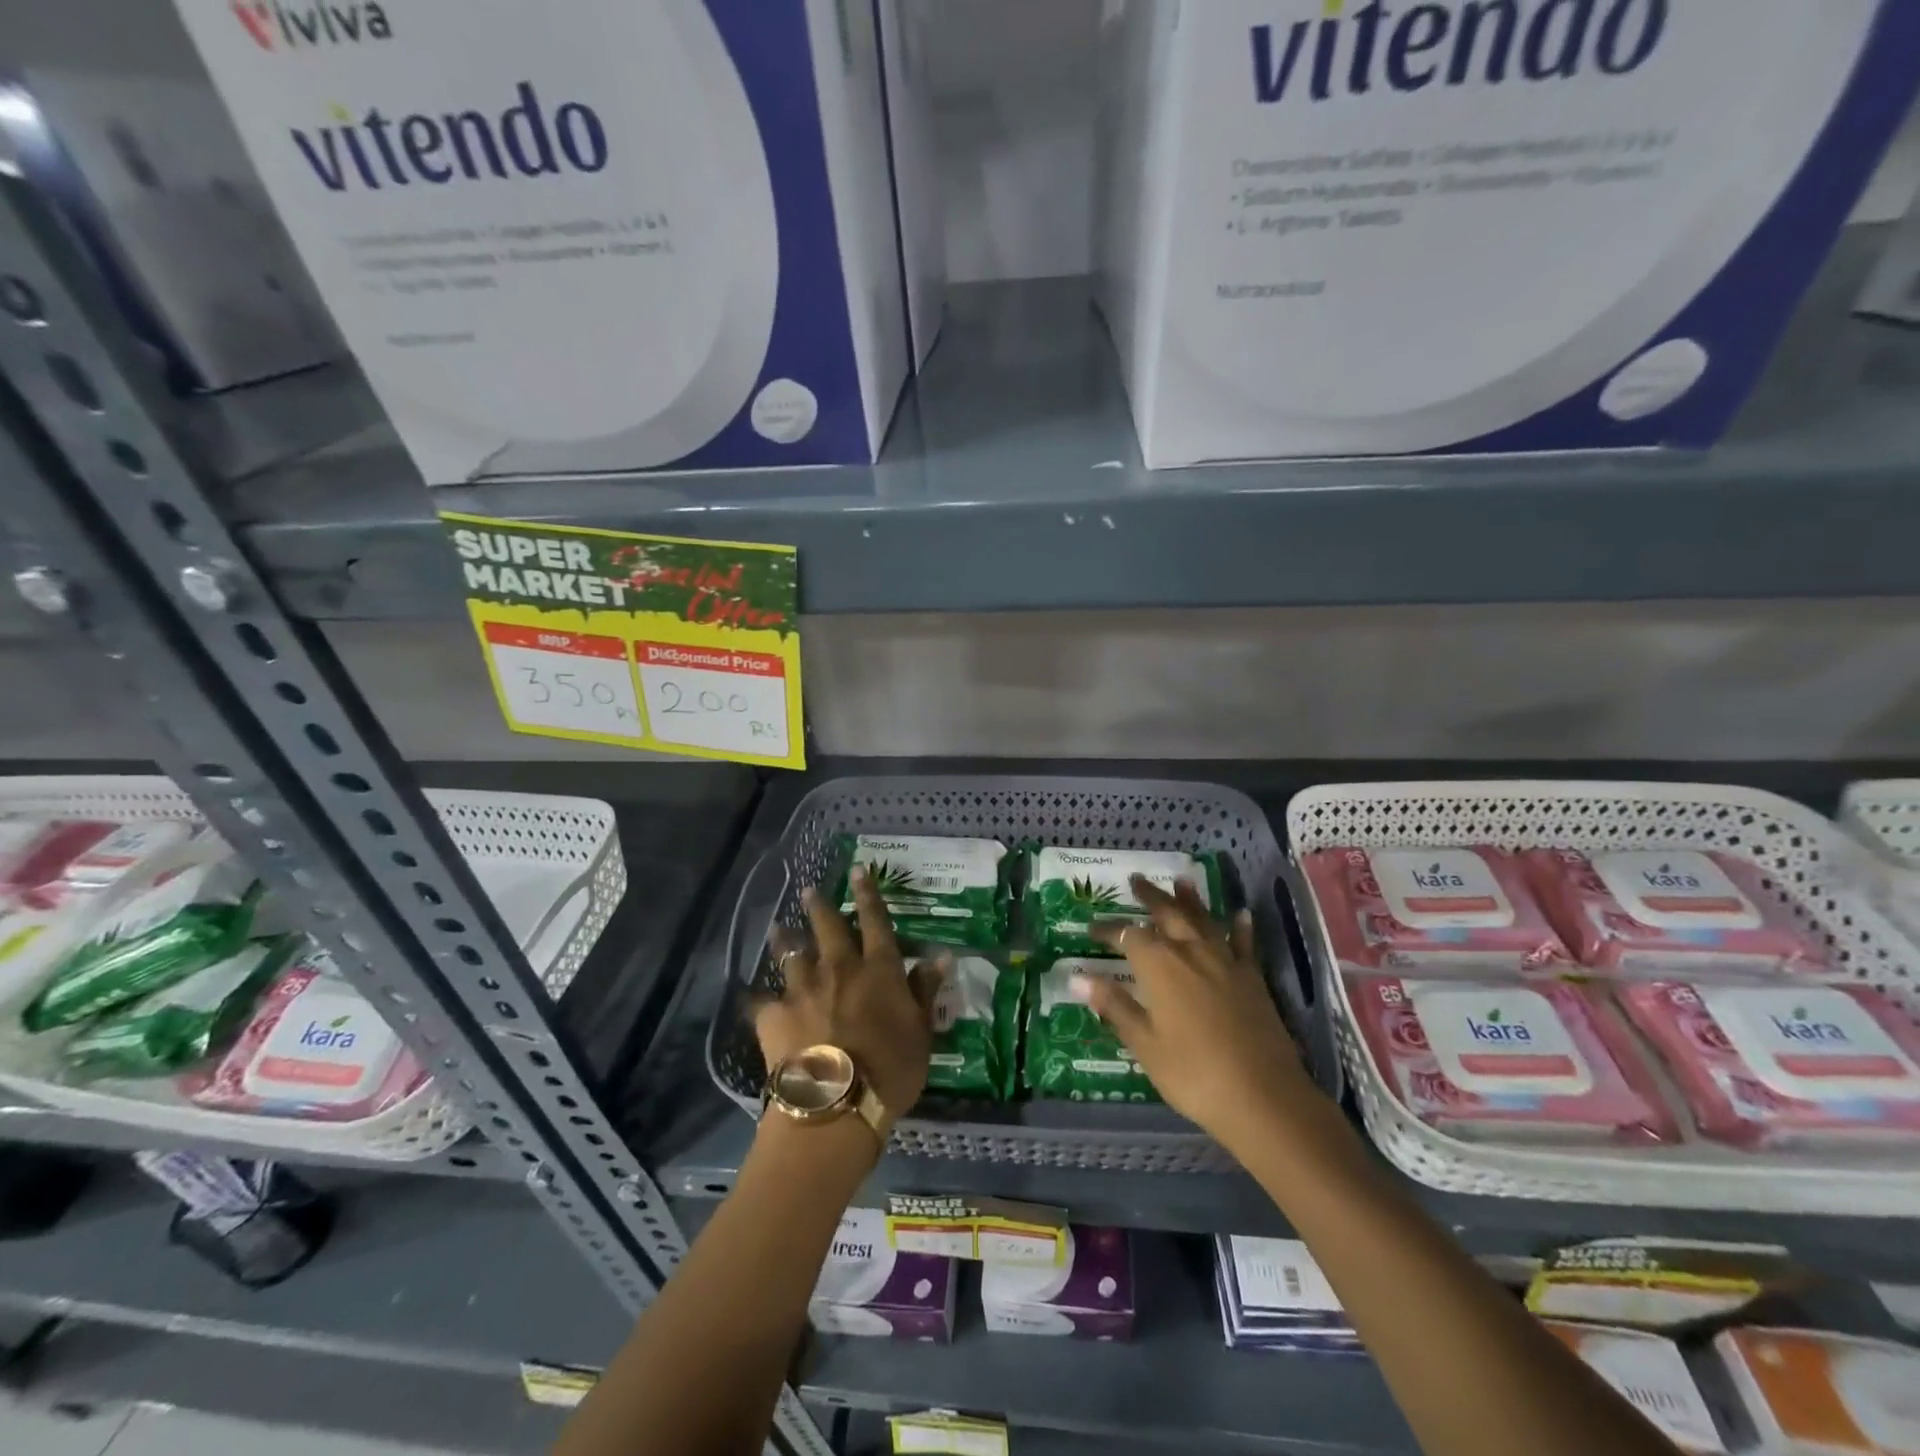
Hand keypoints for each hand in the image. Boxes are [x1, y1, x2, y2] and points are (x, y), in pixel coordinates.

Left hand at [754, 867, 946, 1119]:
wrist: (835, 1103)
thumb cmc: (890, 1069)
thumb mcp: (921, 1031)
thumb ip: (925, 991)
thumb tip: (941, 955)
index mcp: (877, 969)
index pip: (875, 920)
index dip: (868, 893)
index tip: (858, 870)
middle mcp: (838, 968)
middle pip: (827, 927)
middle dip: (819, 905)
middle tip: (808, 890)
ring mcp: (802, 989)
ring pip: (791, 954)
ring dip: (784, 939)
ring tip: (777, 928)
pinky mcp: (773, 1015)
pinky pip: (762, 1001)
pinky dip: (760, 998)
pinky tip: (752, 997)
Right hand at [1079, 876, 1310, 1153]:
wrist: (1263, 1096)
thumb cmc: (1192, 1073)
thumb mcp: (1144, 1043)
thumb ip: (1115, 1006)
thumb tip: (1078, 977)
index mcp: (1159, 965)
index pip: (1127, 936)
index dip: (1108, 931)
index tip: (1092, 929)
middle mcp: (1190, 952)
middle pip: (1167, 914)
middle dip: (1150, 896)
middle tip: (1136, 880)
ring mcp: (1225, 962)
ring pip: (1203, 920)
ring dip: (1190, 900)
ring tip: (1181, 880)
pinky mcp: (1253, 978)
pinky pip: (1243, 943)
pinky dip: (1239, 927)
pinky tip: (1240, 914)